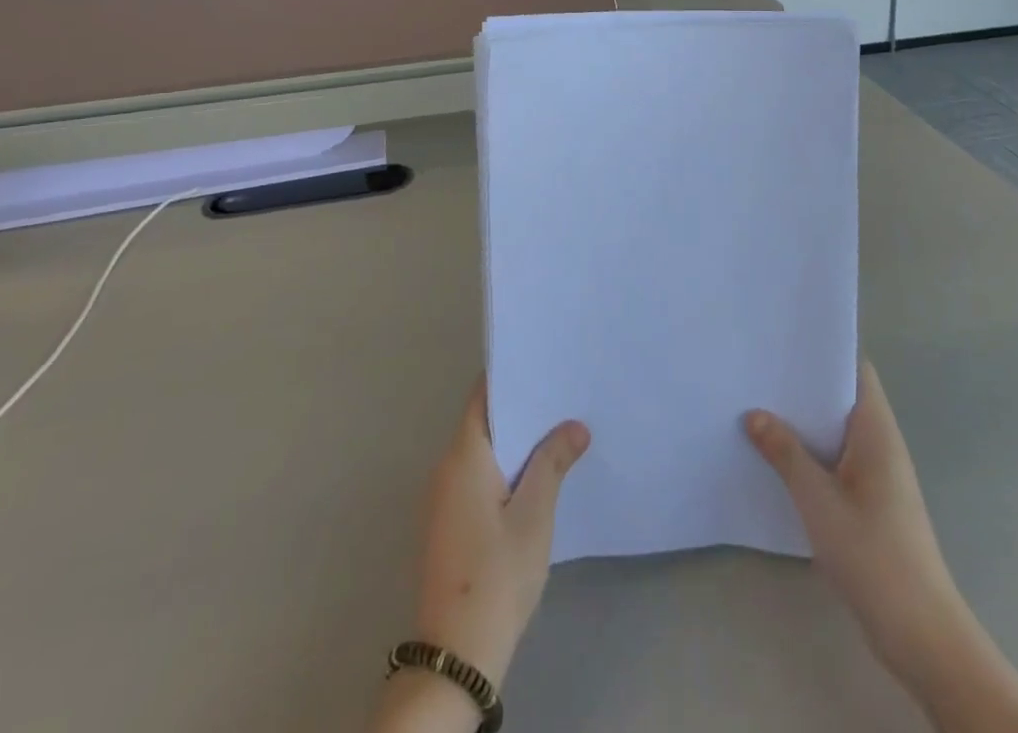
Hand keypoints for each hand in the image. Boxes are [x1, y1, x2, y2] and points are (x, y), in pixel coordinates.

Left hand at [414, 385, 588, 687]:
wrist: (456, 654)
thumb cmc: (497, 574)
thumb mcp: (534, 515)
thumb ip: (553, 462)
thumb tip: (575, 425)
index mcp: (463, 456)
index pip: (483, 397)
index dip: (511, 377)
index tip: (544, 364)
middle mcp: (445, 469)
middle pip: (483, 423)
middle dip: (521, 411)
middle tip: (563, 397)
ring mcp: (442, 499)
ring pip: (481, 453)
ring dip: (514, 443)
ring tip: (557, 431)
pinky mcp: (447, 524)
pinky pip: (476, 478)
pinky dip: (503, 469)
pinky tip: (534, 478)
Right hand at [746, 362, 954, 670]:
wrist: (920, 633)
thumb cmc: (872, 552)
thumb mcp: (817, 498)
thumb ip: (784, 452)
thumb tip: (754, 414)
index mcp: (876, 429)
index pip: (855, 369)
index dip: (823, 352)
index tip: (784, 341)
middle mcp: (881, 444)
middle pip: (841, 398)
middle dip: (803, 387)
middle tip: (758, 371)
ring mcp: (879, 475)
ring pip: (837, 432)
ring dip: (804, 423)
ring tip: (758, 406)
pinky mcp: (872, 503)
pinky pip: (837, 461)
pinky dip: (811, 453)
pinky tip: (777, 459)